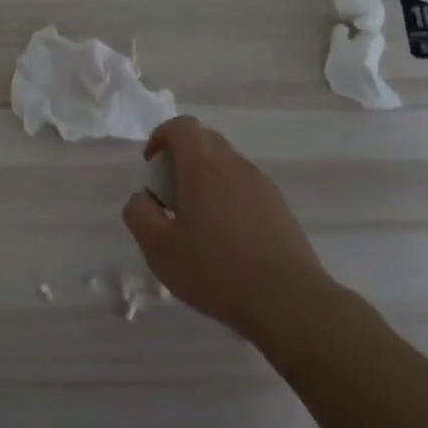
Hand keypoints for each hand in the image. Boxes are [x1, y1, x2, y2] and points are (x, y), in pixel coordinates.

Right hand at [122, 117, 337, 340]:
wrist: (288, 301)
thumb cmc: (215, 270)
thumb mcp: (158, 248)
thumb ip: (139, 214)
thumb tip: (142, 199)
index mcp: (203, 167)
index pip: (182, 126)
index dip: (160, 137)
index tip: (151, 167)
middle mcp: (235, 166)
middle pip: (205, 142)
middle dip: (180, 159)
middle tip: (169, 197)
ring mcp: (263, 186)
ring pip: (226, 166)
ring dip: (205, 181)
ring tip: (196, 224)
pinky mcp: (280, 208)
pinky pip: (245, 188)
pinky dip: (227, 199)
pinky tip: (225, 240)